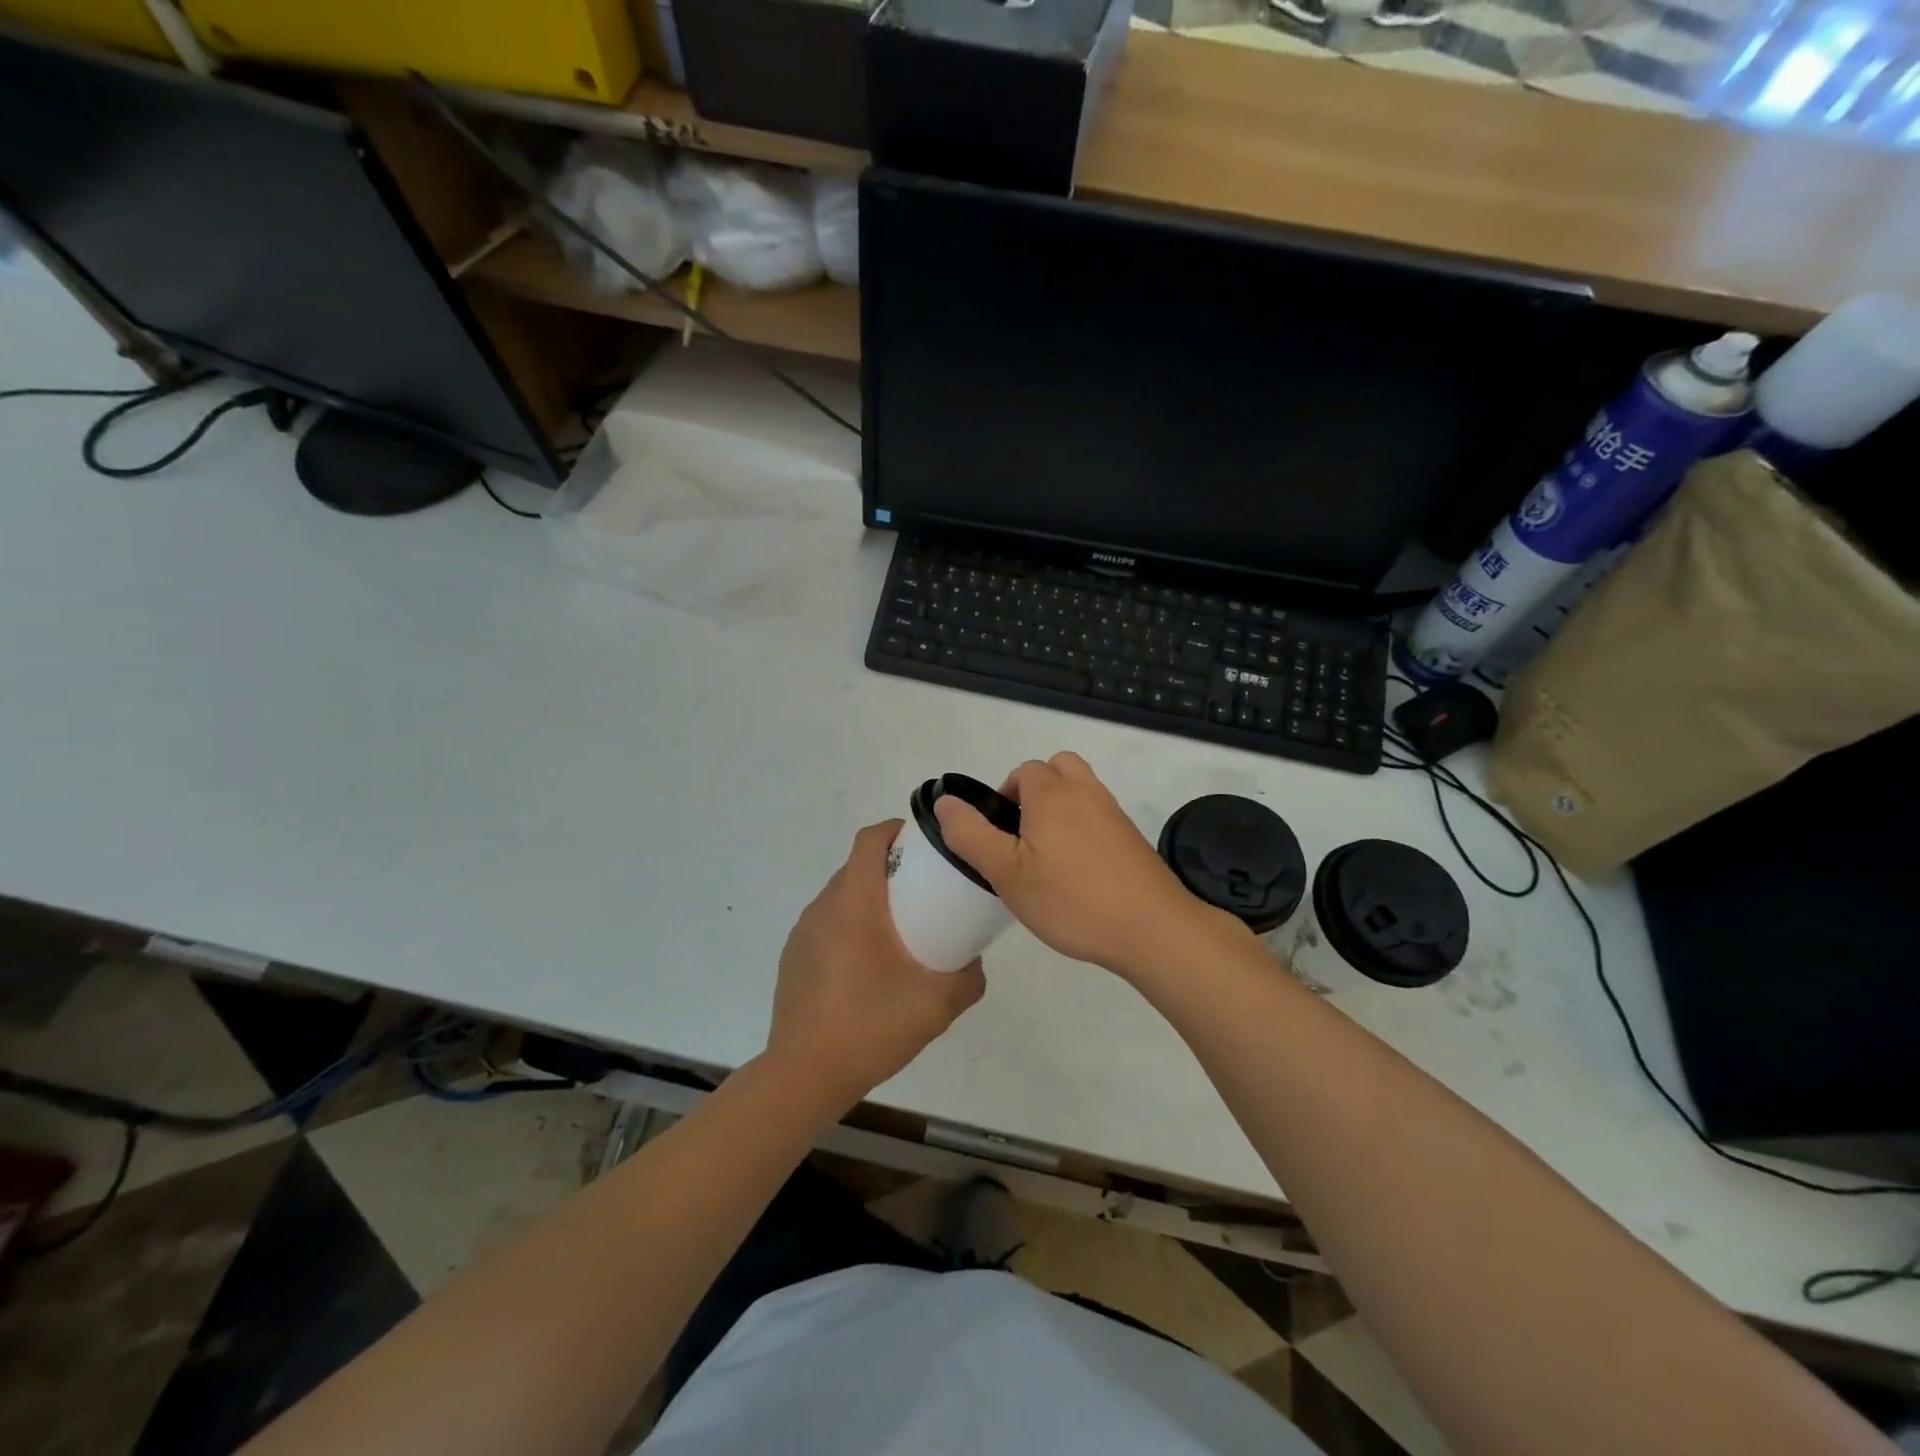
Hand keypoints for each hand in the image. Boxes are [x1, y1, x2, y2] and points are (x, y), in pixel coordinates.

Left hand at [766, 820, 985, 1112]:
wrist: (805, 1075)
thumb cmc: (871, 1025)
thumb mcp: (938, 1004)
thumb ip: (968, 978)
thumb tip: (975, 961)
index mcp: (854, 903)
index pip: (870, 840)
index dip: (897, 831)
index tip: (925, 846)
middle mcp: (823, 907)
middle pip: (857, 867)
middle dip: (891, 870)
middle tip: (925, 895)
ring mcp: (803, 933)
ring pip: (841, 898)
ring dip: (870, 902)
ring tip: (899, 934)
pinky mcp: (793, 958)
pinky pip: (827, 927)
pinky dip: (849, 930)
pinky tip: (866, 970)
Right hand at [933, 752, 1250, 979]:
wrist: (1152, 928)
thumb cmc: (1071, 899)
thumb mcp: (1007, 872)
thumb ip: (971, 834)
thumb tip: (945, 801)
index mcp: (1052, 793)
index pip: (1023, 771)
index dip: (1005, 796)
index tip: (1000, 837)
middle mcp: (1085, 792)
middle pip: (1057, 769)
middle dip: (1035, 792)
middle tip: (1024, 837)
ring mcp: (1114, 813)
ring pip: (1081, 791)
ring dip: (1061, 809)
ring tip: (1049, 856)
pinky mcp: (1132, 838)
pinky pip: (1100, 816)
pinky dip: (1084, 829)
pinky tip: (1079, 872)